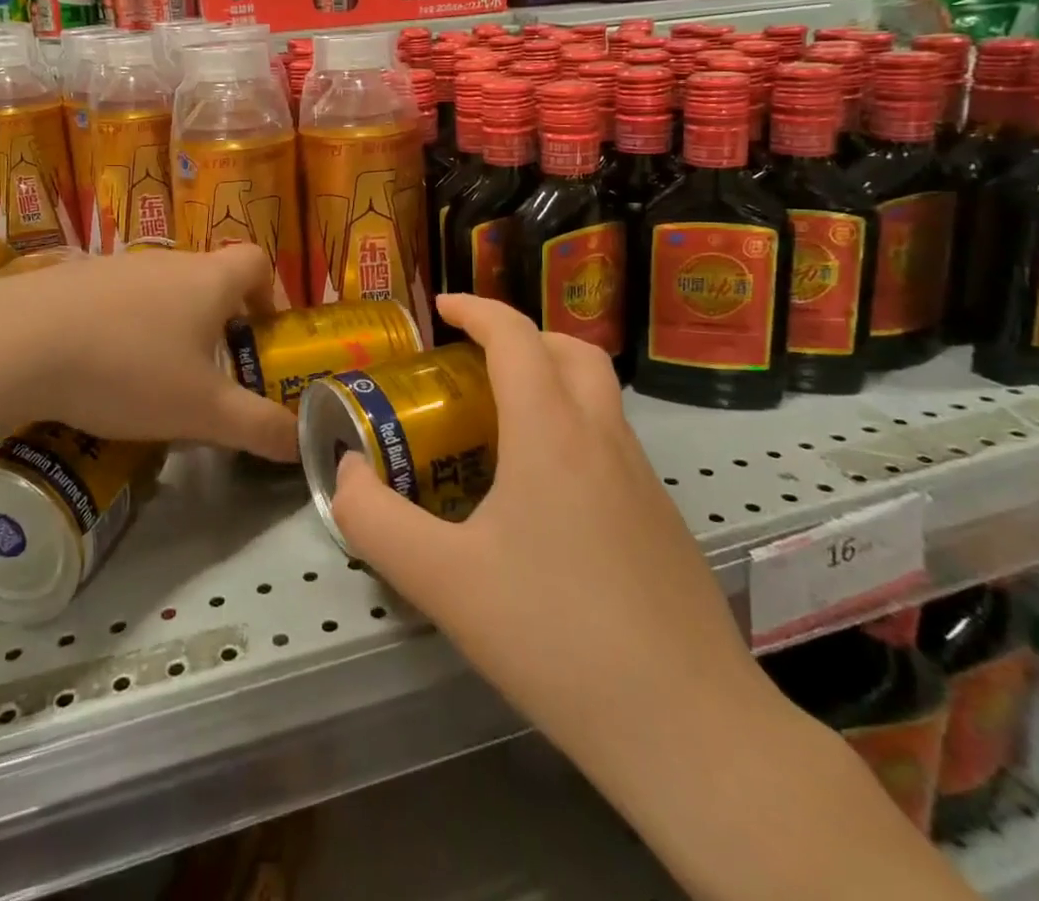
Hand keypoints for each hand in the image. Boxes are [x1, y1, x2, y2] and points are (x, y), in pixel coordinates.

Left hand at [0, 246, 296, 461]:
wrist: (18, 343)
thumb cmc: (129, 370)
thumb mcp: (202, 411)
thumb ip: (258, 427)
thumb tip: (302, 444)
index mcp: (208, 279)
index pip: (257, 261)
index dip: (269, 292)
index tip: (260, 333)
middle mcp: (167, 261)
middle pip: (208, 278)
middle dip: (218, 321)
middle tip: (209, 372)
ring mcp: (116, 265)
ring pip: (160, 290)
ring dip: (168, 325)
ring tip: (151, 377)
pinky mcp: (73, 278)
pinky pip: (115, 299)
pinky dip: (122, 326)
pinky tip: (98, 368)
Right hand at [329, 295, 766, 756]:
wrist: (690, 729)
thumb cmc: (556, 638)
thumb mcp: (442, 581)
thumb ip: (375, 520)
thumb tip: (348, 471)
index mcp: (551, 432)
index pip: (514, 336)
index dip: (475, 309)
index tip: (440, 308)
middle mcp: (603, 438)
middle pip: (569, 350)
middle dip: (520, 336)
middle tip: (474, 361)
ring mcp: (643, 479)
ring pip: (598, 396)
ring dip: (550, 381)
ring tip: (501, 425)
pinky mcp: (663, 520)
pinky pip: (611, 443)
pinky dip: (573, 429)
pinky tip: (544, 498)